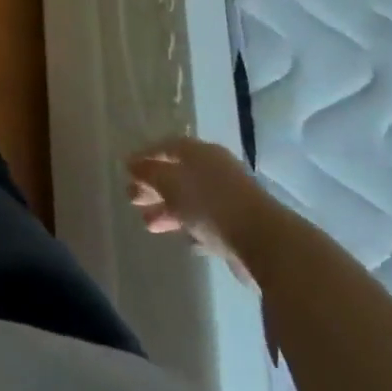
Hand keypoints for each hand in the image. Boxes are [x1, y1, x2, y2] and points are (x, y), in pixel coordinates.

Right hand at [127, 139, 279, 283]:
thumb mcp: (169, 183)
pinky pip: (207, 221)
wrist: (265, 242)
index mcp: (200, 152)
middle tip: (132, 199)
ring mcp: (230, 198)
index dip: (145, 157)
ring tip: (148, 224)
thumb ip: (148, 172)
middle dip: (153, 187)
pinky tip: (180, 239)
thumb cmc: (209, 204)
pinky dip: (190, 226)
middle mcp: (215, 169)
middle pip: (178, 174)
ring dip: (167, 210)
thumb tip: (132, 164)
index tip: (126, 171)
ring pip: (191, 200)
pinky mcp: (239, 225)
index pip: (166, 147)